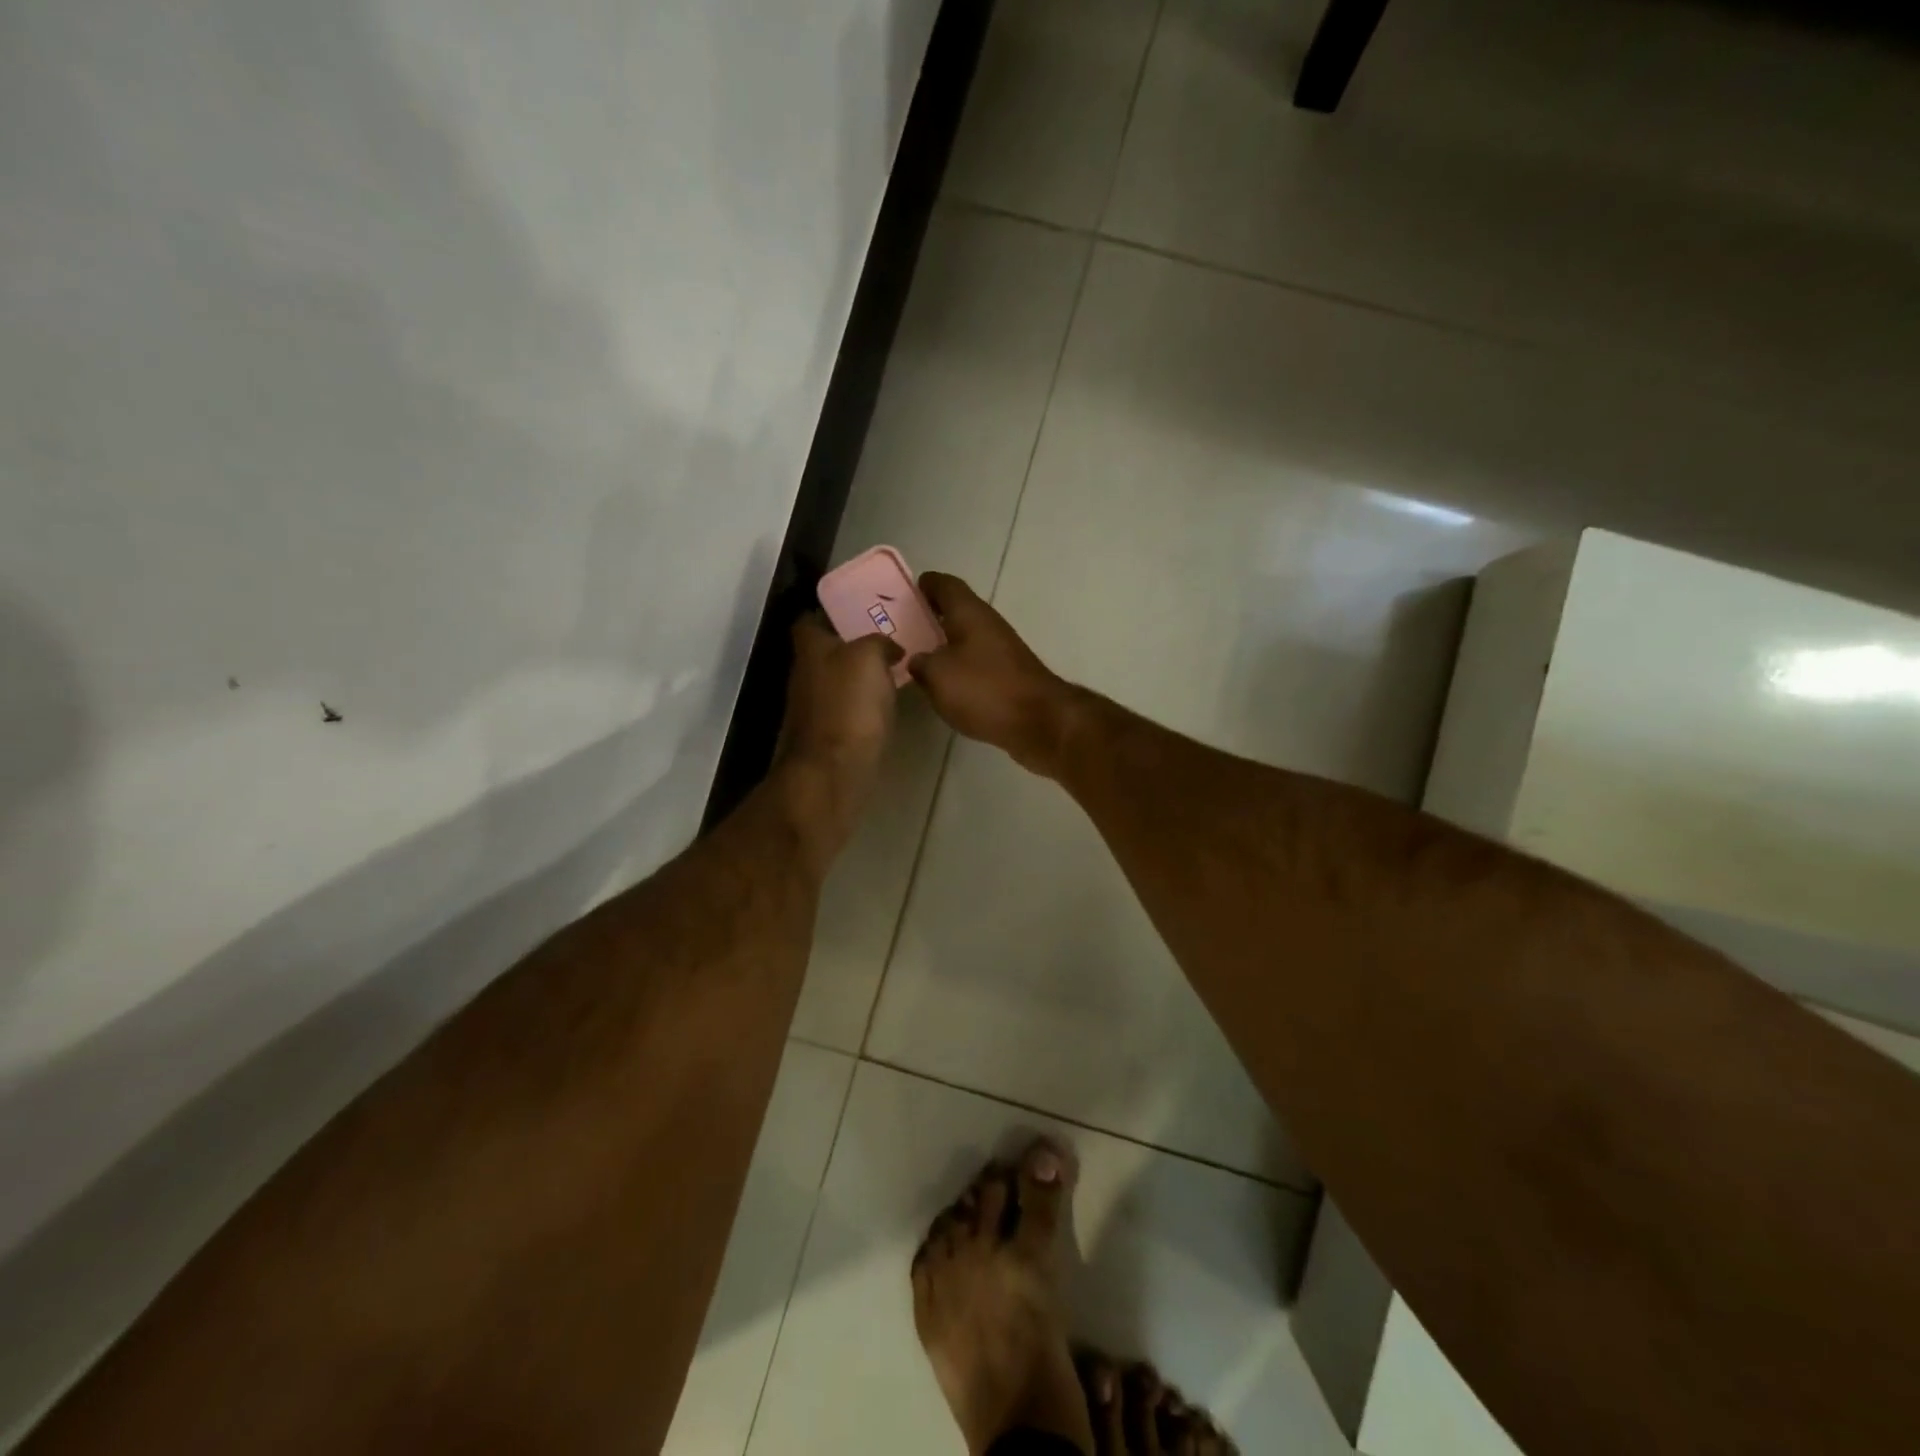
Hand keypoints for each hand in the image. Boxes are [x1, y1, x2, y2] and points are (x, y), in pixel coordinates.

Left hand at [774, 616, 901, 868]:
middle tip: (888, 639)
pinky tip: (886, 707)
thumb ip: (879, 642)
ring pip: (836, 681)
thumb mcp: (869, 657)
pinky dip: (862, 706)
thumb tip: (889, 648)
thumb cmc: (849, 707)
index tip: (859, 609)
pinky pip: (846, 710)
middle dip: (850, 645)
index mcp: (810, 650)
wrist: (833, 772)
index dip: (829, 612)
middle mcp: (804, 675)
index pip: (808, 620)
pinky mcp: (827, 737)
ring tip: (895, 671)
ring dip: (859, 677)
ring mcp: (813, 709)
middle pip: (824, 652)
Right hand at [910, 574, 1080, 776]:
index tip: (905, 592)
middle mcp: (988, 624)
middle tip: (902, 628)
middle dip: (931, 616)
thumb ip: (921, 663)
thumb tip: (918, 660)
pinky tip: (944, 684)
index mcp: (969, 613)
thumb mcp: (938, 675)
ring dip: (945, 644)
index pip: (945, 584)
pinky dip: (959, 668)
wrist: (1039, 721)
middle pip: (956, 611)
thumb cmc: (984, 689)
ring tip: (917, 657)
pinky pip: (977, 663)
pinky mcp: (1009, 676)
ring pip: (966, 638)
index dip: (925, 584)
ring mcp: (1002, 651)